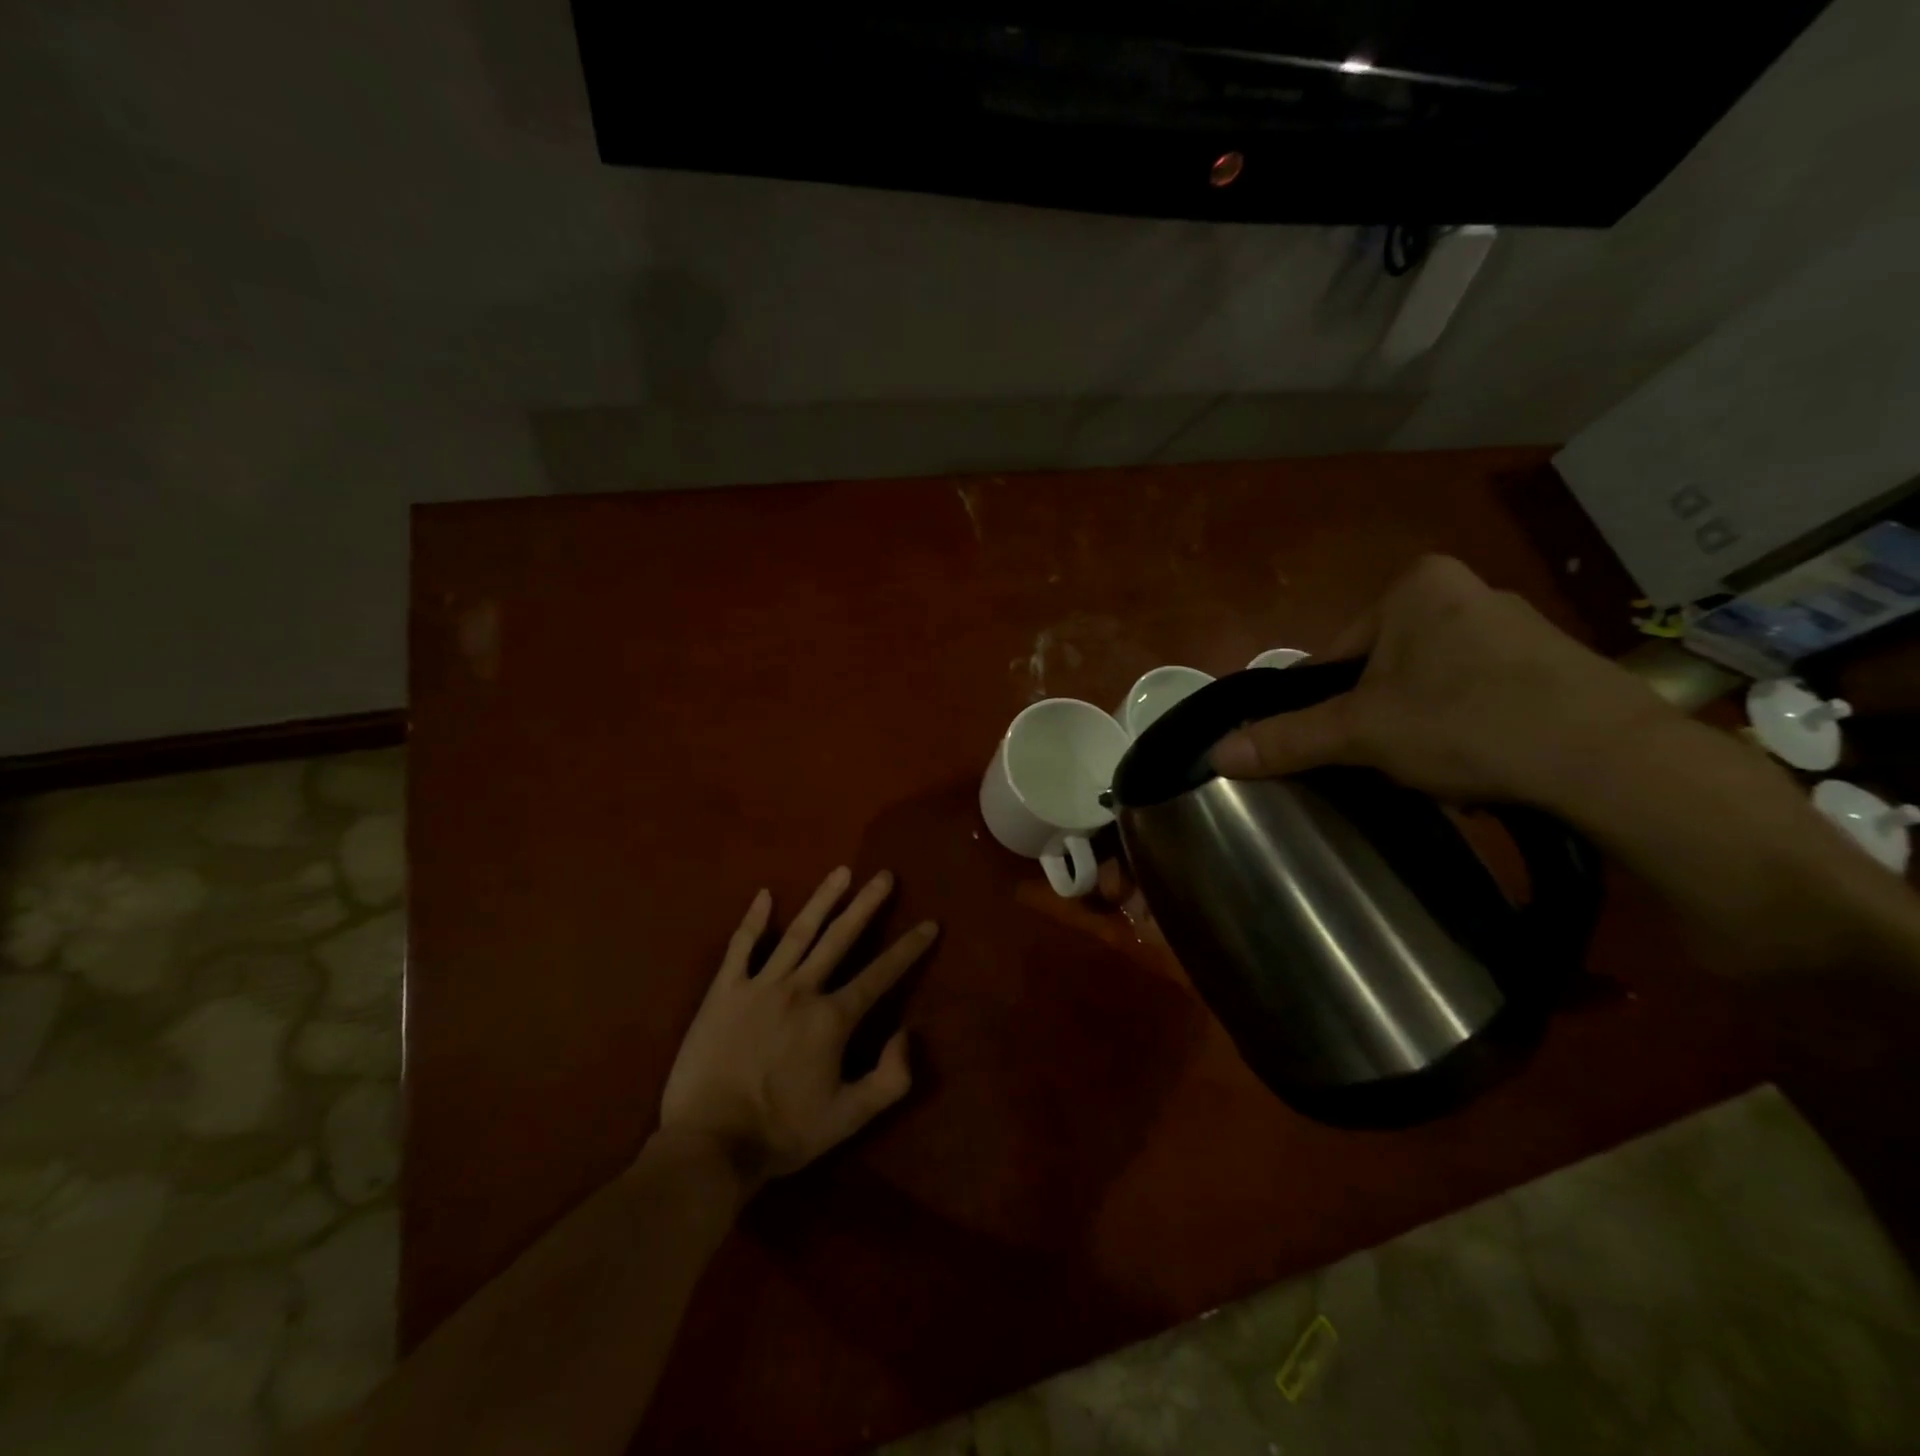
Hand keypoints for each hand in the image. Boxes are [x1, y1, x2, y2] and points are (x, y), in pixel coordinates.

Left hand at [659, 867, 937, 1186]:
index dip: (908, 949)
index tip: (929, 923)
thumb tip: (907, 1033)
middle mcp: (800, 990)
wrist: (709, 1145)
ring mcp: (759, 986)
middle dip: (867, 905)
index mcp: (832, 1019)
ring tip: (841, 871)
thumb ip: (890, 1078)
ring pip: (798, 932)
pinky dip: (753, 920)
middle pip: (840, 938)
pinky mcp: (724, 992)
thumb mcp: (849, 1118)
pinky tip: (765, 896)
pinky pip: (740, 947)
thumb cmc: (782, 1133)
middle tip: (884, 875)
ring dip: (822, 900)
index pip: (880, 975)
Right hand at [1210, 555, 1673, 808]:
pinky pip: (1477, 695)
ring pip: (1428, 685)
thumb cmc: (1466, 723)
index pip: (1335, 654)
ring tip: (1432, 769)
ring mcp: (1517, 626)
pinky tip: (1476, 763)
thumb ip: (1287, 739)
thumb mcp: (1361, 733)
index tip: (1335, 745)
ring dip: (1417, 726)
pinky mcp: (1554, 665)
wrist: (1611, 762)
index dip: (1323, 705)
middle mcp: (1466, 591)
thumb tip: (1215, 756)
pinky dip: (1464, 728)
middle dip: (1375, 717)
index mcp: (1415, 587)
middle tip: (1381, 762)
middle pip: (1381, 669)